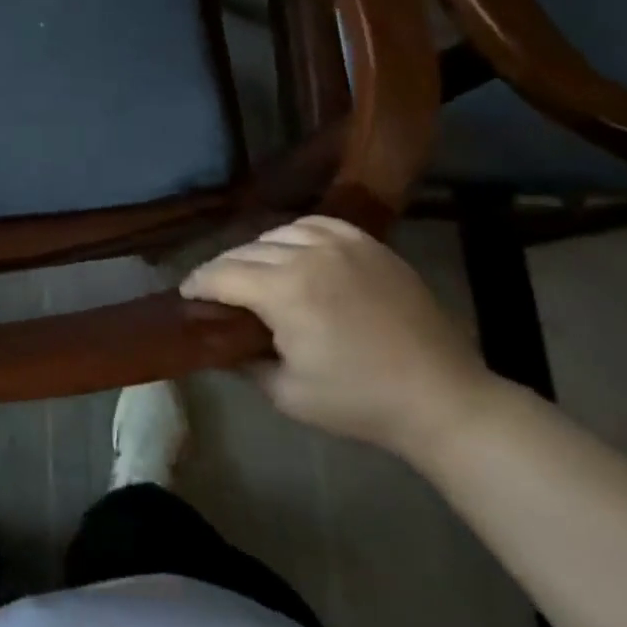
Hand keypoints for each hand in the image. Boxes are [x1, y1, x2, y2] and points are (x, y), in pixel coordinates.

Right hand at [182, 216, 494, 460]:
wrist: (441, 397)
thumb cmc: (360, 402)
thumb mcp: (287, 394)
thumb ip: (243, 362)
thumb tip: (218, 343)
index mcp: (284, 291)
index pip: (221, 274)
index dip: (197, 284)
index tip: (185, 295)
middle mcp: (306, 254)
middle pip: (245, 251)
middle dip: (223, 270)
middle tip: (215, 291)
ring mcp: (341, 242)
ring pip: (277, 233)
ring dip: (257, 251)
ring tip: (254, 272)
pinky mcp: (367, 242)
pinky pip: (315, 224)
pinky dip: (294, 235)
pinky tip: (293, 252)